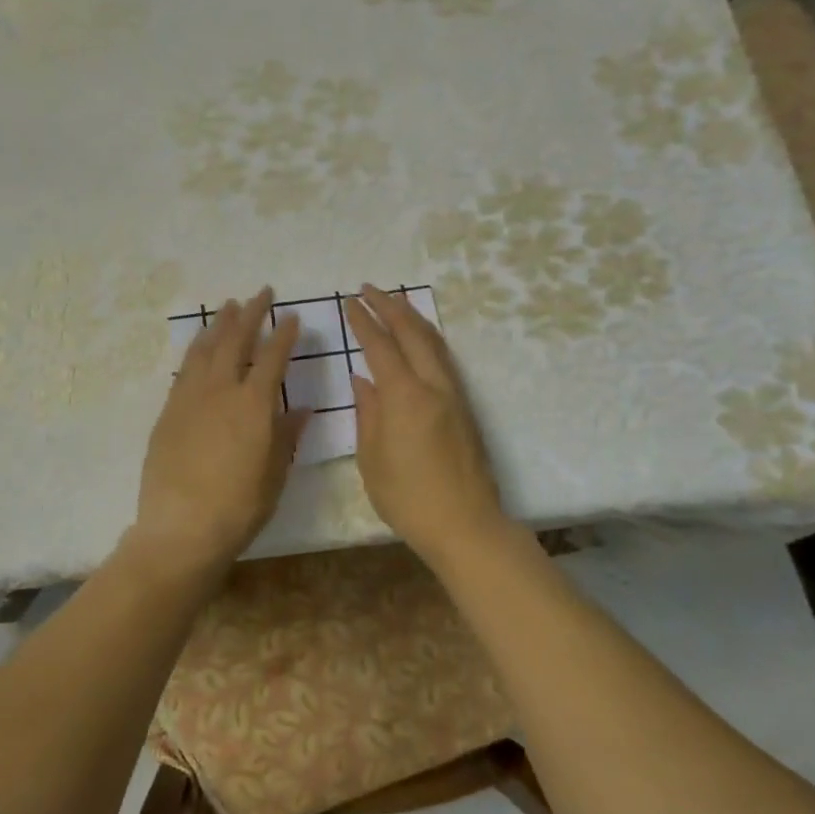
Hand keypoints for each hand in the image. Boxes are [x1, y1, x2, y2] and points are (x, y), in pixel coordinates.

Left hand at [132, 289, 307, 578]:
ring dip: (219, 324)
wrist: (181, 528)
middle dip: (251, 314)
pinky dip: (196, 349)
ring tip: (229, 306)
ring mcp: (190, 398)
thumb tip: (302, 409)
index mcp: (254, 405)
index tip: (292, 317)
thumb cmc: (239, 507)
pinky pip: (184, 369)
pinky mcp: (168, 411)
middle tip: (260, 293)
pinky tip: (200, 345)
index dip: (284, 335)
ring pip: (206, 348)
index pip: (273, 358)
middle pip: (236, 341)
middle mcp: (221, 391)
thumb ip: (287, 436)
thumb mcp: (274, 474)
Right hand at [345, 285, 506, 561]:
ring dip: (412, 318)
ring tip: (394, 302)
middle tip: (369, 289)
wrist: (465, 524)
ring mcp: (454, 395)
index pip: (380, 346)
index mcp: (404, 397)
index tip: (349, 302)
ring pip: (434, 342)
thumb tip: (362, 379)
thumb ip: (367, 413)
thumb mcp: (372, 458)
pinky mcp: (465, 407)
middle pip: (412, 333)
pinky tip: (418, 340)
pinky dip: (427, 339)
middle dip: (390, 306)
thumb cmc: (408, 498)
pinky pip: (444, 359)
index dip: (363, 321)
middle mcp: (433, 386)